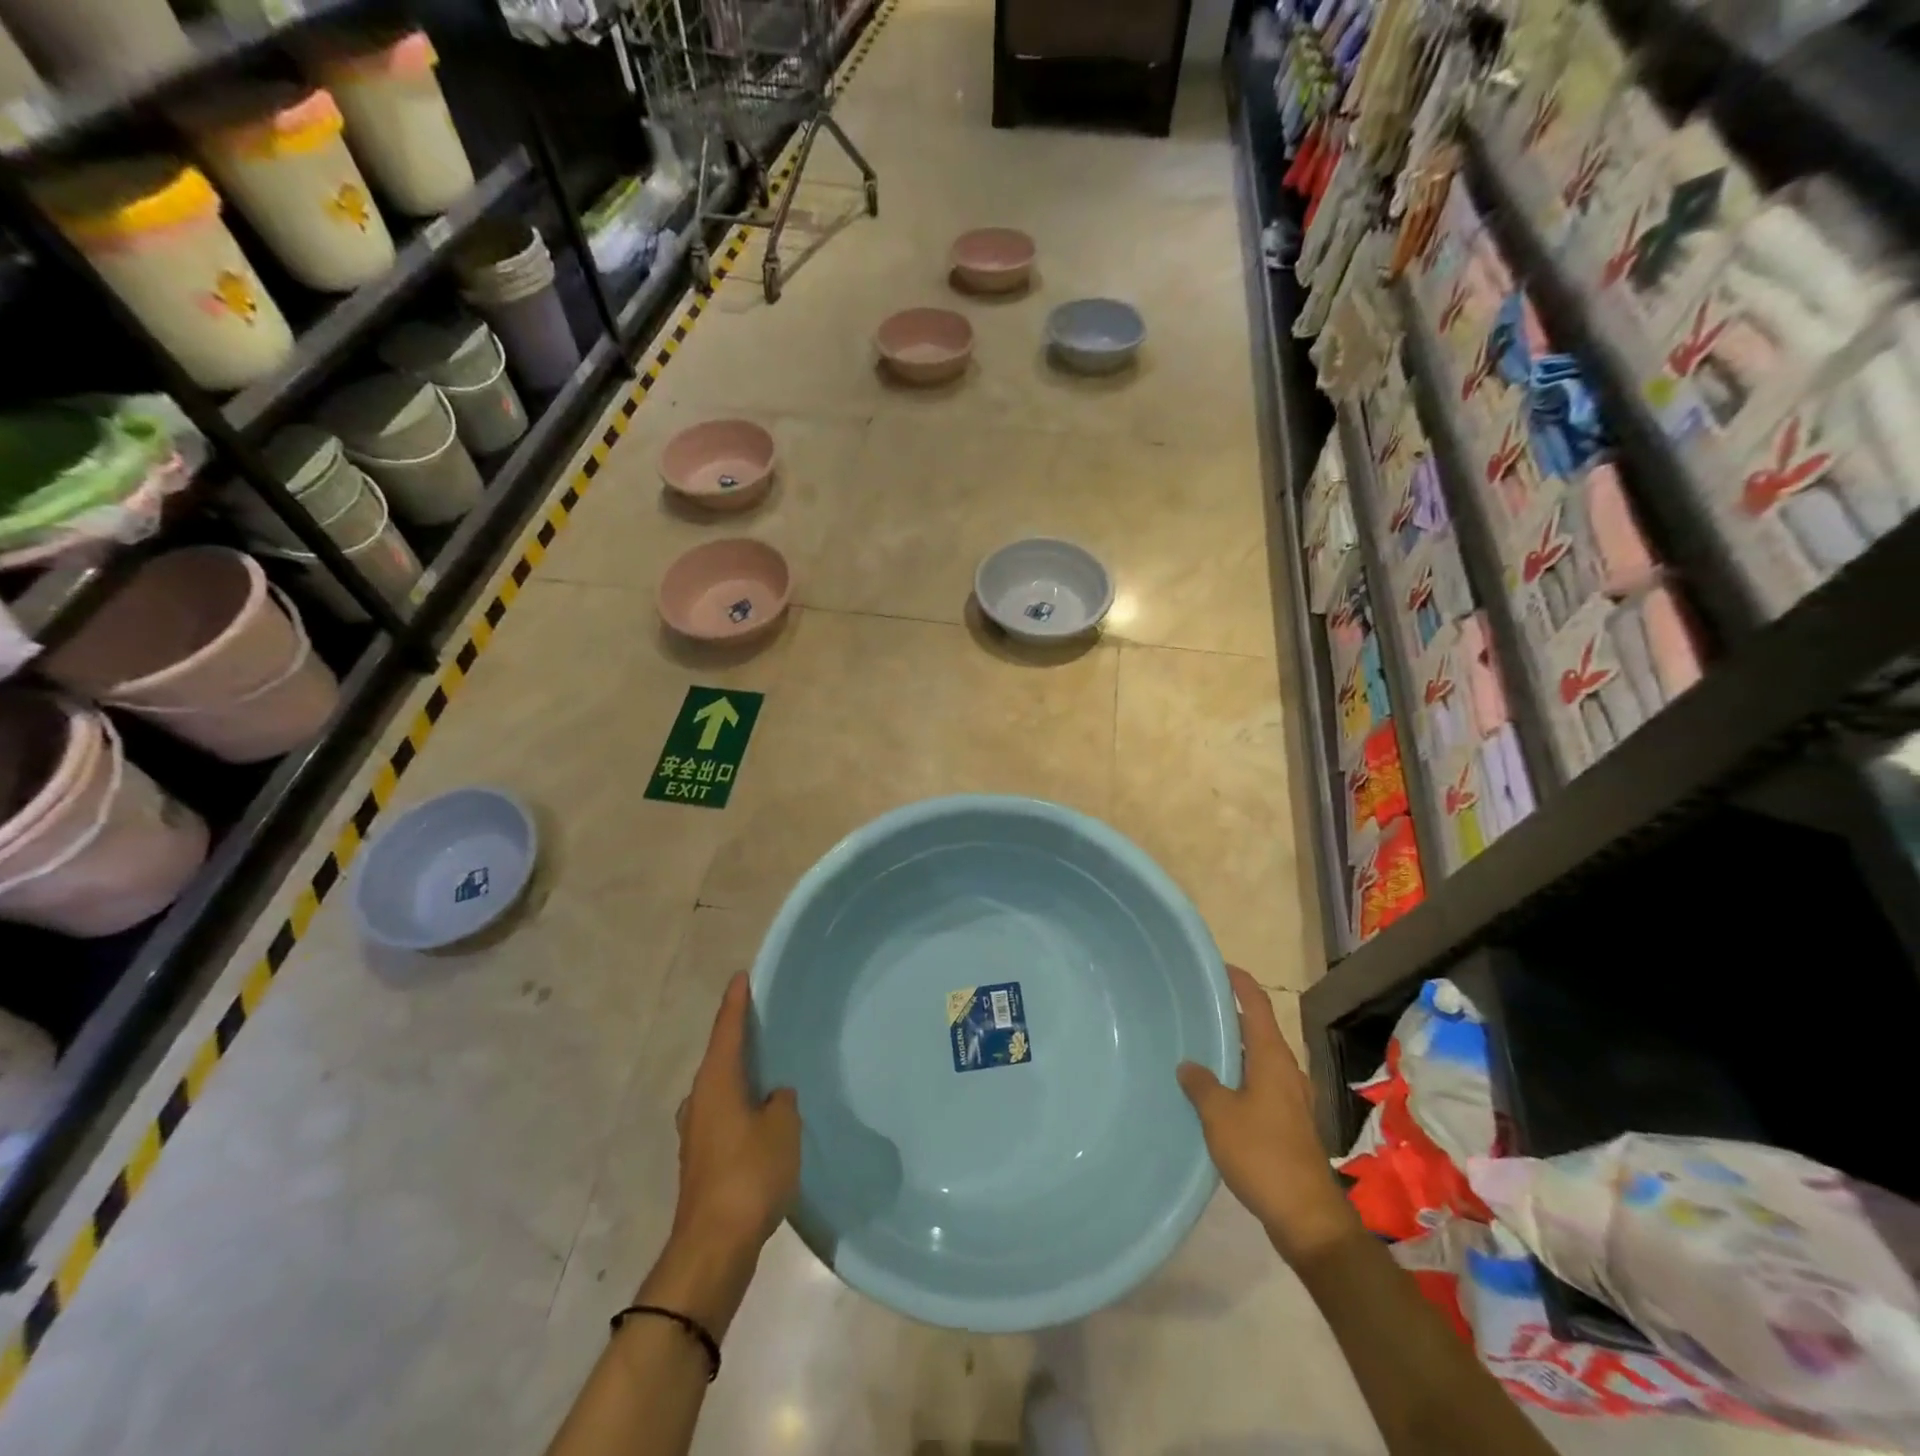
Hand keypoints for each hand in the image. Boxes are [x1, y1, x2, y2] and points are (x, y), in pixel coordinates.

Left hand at [671, 972, 800, 1257]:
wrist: (713, 1247)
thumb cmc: (750, 1174)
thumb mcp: (782, 1127)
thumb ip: (781, 1102)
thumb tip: (774, 1097)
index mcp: (716, 1082)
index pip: (727, 1030)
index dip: (736, 1002)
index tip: (741, 976)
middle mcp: (699, 1100)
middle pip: (720, 1058)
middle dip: (739, 1040)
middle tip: (764, 1022)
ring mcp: (696, 1133)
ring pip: (721, 1090)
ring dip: (740, 1077)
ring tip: (768, 1069)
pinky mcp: (701, 1161)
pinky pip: (725, 1116)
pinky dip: (741, 1106)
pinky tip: (761, 1117)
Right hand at [1178, 965, 1358, 1264]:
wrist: (1307, 1216)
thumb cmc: (1262, 1154)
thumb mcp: (1219, 1115)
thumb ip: (1201, 1084)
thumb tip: (1189, 1065)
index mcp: (1273, 1059)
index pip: (1257, 1006)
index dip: (1241, 983)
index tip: (1219, 967)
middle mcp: (1286, 1071)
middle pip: (1258, 1031)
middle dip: (1231, 1017)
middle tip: (1196, 1007)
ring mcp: (1291, 1098)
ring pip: (1258, 1060)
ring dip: (1234, 1050)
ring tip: (1199, 1046)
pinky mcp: (1288, 1123)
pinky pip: (1260, 1084)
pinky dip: (1239, 1076)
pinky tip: (1215, 1091)